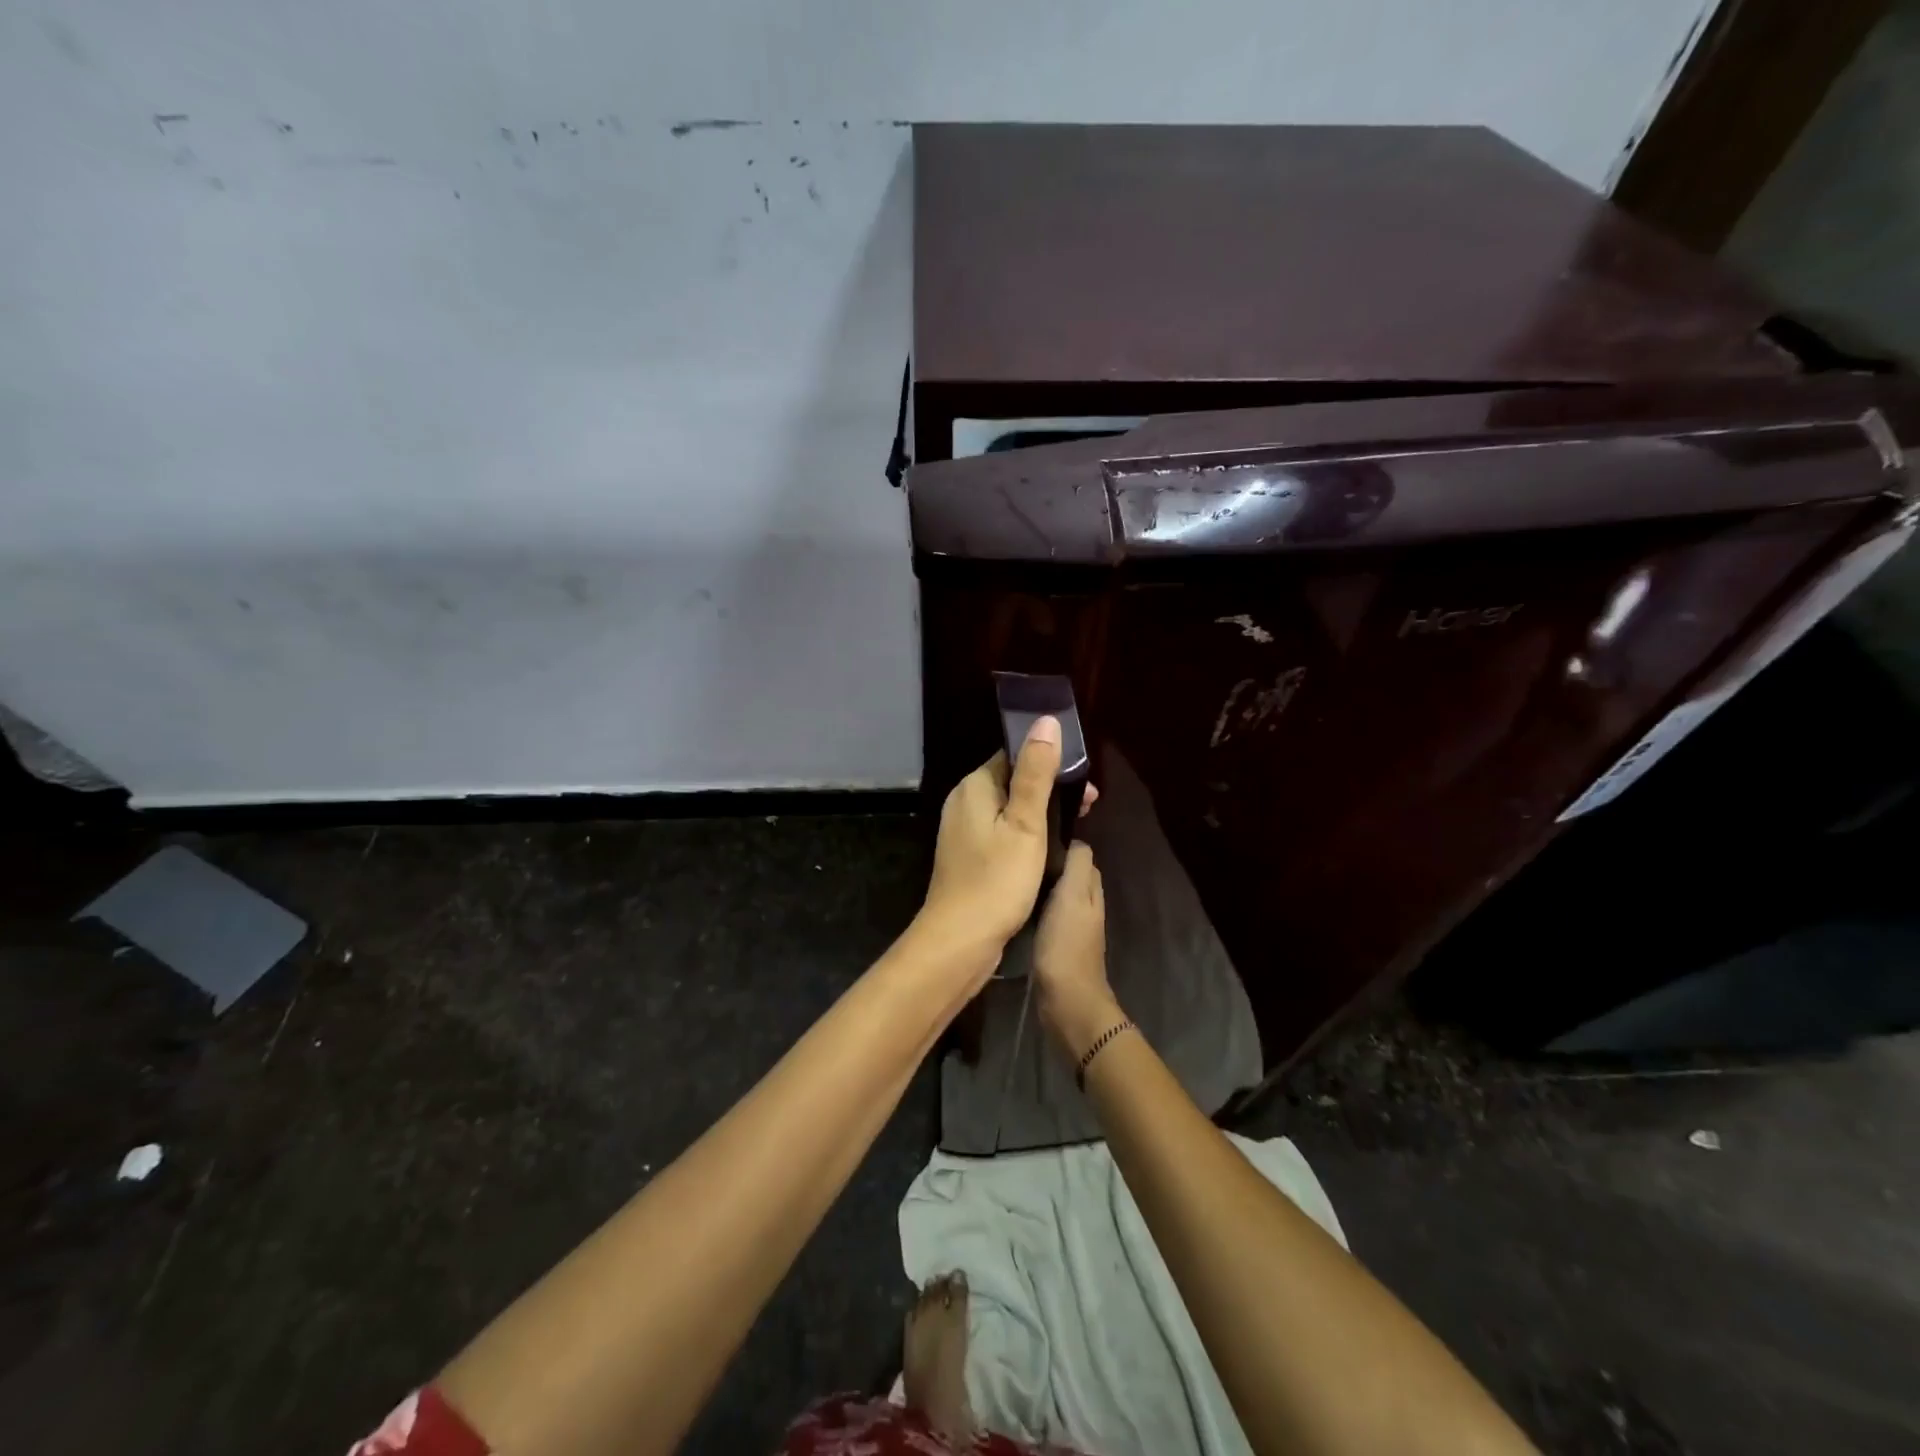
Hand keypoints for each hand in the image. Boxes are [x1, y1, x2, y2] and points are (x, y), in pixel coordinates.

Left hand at [916, 717, 1092, 986]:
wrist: (960, 940)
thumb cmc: (997, 879)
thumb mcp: (1025, 823)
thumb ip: (1036, 772)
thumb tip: (1045, 721)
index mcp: (975, 786)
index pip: (1014, 755)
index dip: (1051, 762)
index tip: (1085, 782)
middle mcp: (964, 801)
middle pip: (1013, 781)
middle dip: (1051, 788)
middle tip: (1090, 807)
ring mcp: (963, 830)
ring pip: (1009, 808)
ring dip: (1043, 812)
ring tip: (1077, 828)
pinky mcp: (969, 855)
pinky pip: (1002, 831)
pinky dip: (1027, 833)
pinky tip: (1049, 849)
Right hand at [1033, 841, 1120, 1060]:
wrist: (1066, 1000)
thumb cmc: (1066, 943)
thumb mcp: (1072, 895)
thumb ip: (1077, 866)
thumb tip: (1075, 840)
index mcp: (1091, 891)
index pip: (1081, 857)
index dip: (1063, 845)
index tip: (1034, 838)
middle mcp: (1086, 907)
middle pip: (1070, 876)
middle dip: (1051, 864)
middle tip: (1020, 856)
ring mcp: (1073, 929)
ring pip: (1059, 897)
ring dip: (1042, 887)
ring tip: (1016, 878)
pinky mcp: (1058, 947)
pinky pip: (1048, 917)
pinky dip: (1037, 909)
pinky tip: (1019, 908)